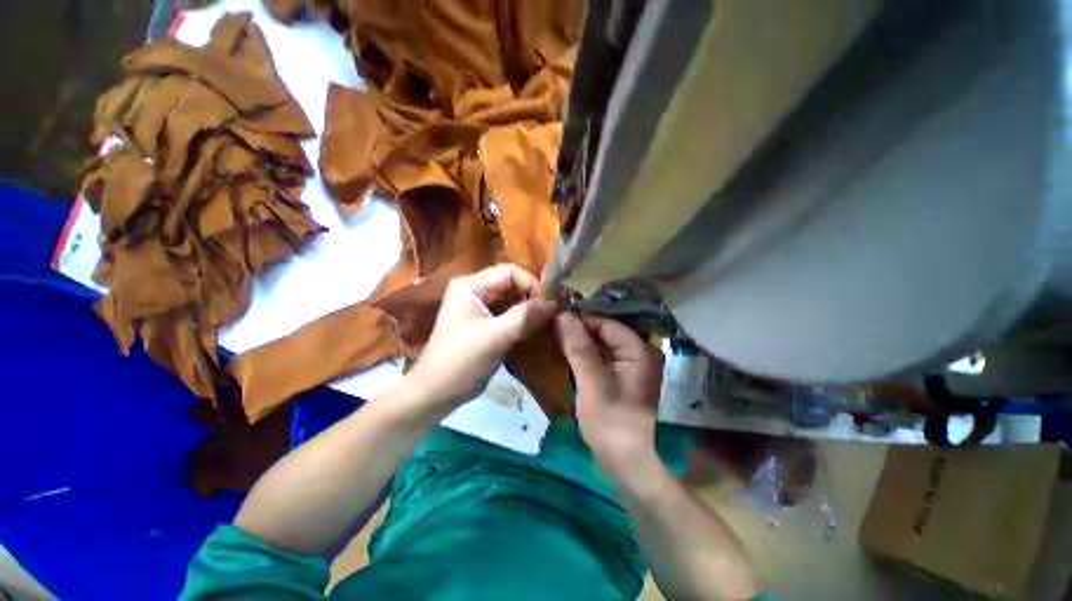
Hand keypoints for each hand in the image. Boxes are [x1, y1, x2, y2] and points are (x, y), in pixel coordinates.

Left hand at [405, 264, 558, 410]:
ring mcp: (479, 306)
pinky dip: (523, 319)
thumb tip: (554, 303)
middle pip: (511, 284)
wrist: (436, 393)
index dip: (532, 285)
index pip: (509, 272)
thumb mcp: (494, 338)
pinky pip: (508, 313)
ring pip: (511, 299)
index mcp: (470, 286)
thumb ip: (524, 317)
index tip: (550, 305)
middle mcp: (474, 290)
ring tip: (547, 321)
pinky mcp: (484, 322)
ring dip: (529, 309)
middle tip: (551, 313)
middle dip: (532, 297)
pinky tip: (535, 329)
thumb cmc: (460, 362)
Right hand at [556, 313, 663, 476]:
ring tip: (557, 338)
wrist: (624, 461)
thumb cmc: (609, 420)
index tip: (556, 321)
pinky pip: (602, 357)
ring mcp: (632, 366)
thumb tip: (562, 315)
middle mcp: (640, 353)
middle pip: (606, 332)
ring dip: (581, 342)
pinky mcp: (622, 377)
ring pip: (602, 344)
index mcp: (639, 351)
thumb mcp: (591, 381)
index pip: (607, 324)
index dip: (581, 320)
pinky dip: (586, 354)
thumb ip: (578, 347)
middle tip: (553, 329)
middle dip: (580, 330)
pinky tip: (569, 353)